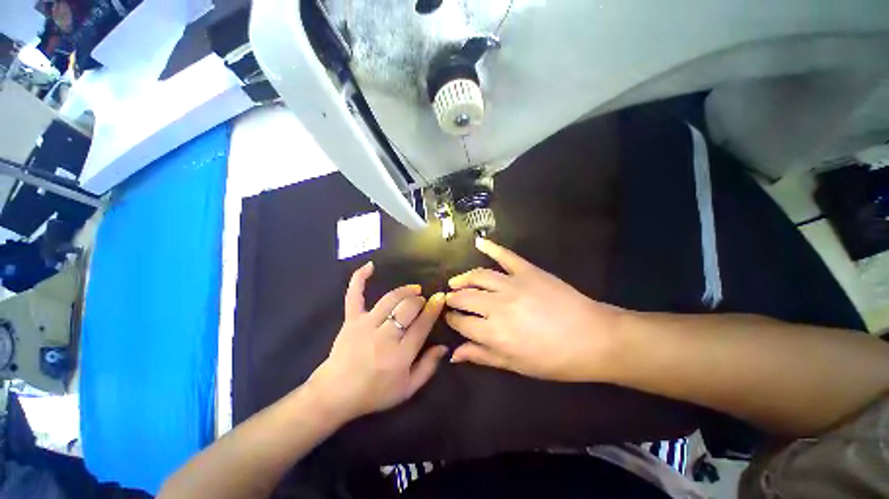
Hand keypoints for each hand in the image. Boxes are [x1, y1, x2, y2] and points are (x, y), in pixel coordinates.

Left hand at [308, 262, 447, 420]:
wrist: (335, 394)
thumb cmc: (374, 393)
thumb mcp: (407, 389)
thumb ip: (428, 367)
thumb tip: (444, 346)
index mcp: (400, 354)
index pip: (422, 324)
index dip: (433, 308)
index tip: (440, 297)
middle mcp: (384, 336)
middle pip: (408, 308)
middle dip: (420, 301)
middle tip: (424, 301)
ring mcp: (365, 325)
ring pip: (390, 299)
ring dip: (405, 291)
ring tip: (414, 289)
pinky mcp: (351, 320)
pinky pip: (354, 295)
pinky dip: (360, 279)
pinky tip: (369, 265)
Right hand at [445, 238, 626, 381]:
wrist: (593, 337)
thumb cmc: (554, 359)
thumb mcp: (516, 365)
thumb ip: (483, 356)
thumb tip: (455, 354)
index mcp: (494, 333)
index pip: (461, 323)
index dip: (452, 320)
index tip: (450, 318)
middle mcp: (497, 306)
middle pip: (465, 298)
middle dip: (452, 299)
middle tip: (450, 299)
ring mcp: (512, 284)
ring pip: (478, 276)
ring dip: (463, 278)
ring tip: (455, 281)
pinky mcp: (527, 270)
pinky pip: (505, 255)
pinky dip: (491, 247)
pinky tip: (478, 242)